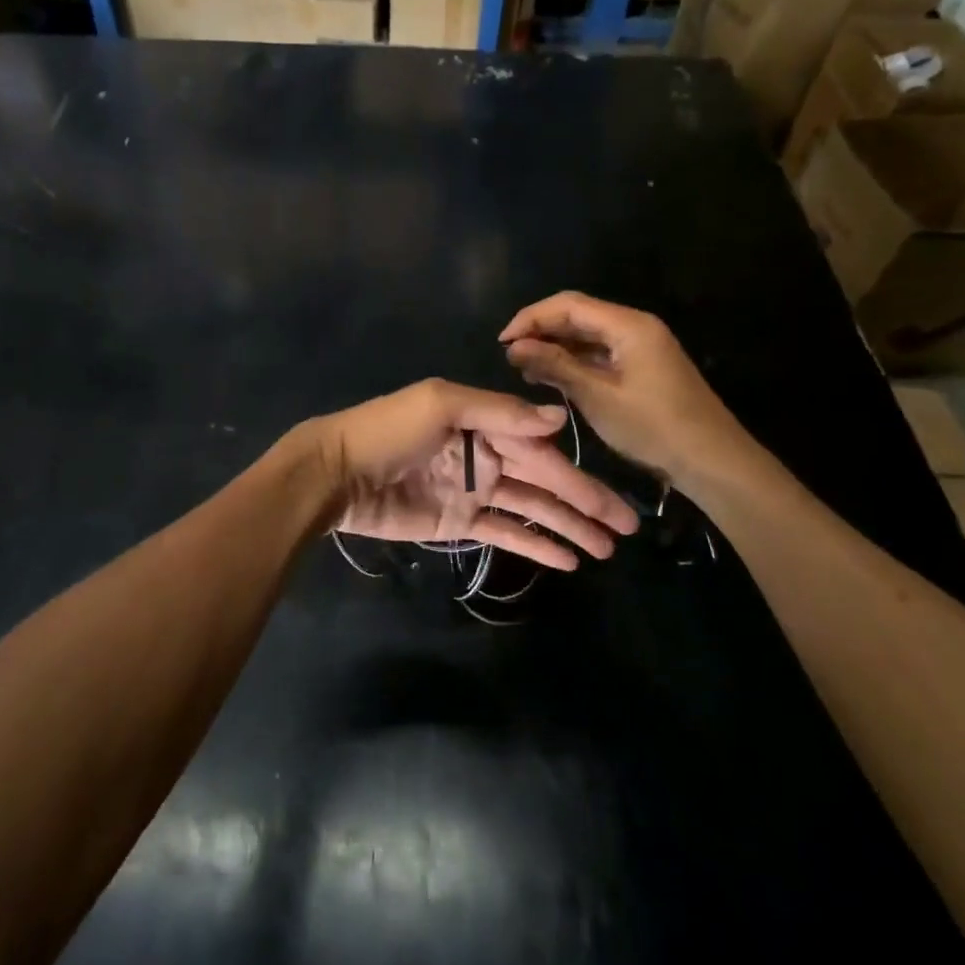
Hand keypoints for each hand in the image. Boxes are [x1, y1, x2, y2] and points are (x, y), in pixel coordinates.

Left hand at [306, 379, 637, 571]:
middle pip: (545, 480)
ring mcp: (473, 491)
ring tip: (605, 548)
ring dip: (568, 526)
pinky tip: (567, 559)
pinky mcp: (459, 523)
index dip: (579, 473)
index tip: (616, 496)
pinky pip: (505, 532)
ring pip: (532, 508)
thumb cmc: (388, 431)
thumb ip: (499, 412)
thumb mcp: (442, 405)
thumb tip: (557, 419)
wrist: (336, 473)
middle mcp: (485, 455)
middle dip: (586, 503)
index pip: (541, 448)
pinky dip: (535, 543)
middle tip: (627, 528)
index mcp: (484, 422)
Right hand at [500, 292, 760, 487]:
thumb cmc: (654, 427)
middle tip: (509, 357)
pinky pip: (601, 353)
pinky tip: (553, 378)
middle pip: (578, 315)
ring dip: (555, 347)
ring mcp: (641, 346)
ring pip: (587, 335)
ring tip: (524, 369)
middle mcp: (635, 326)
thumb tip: (514, 346)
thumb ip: (555, 366)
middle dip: (541, 331)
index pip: (568, 304)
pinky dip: (574, 362)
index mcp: (628, 324)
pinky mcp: (643, 366)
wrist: (713, 462)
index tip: (502, 342)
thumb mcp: (597, 397)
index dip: (530, 318)